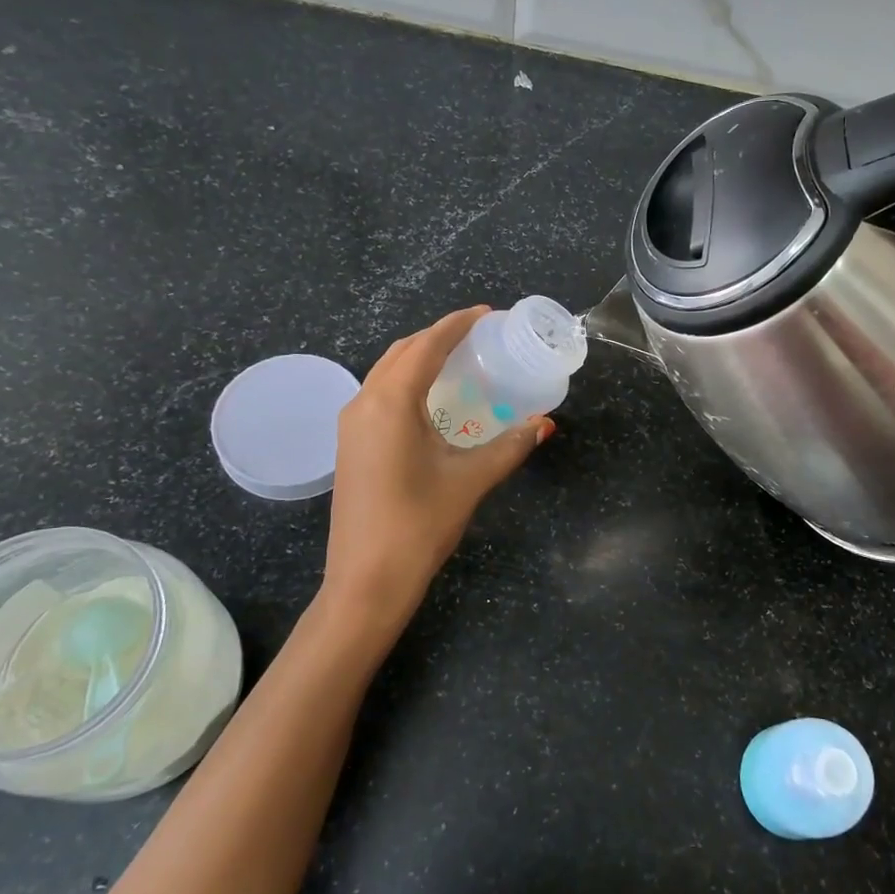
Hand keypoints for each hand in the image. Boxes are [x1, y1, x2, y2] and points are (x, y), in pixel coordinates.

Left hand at [323, 307, 551, 627]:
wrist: (366, 580)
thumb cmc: (419, 524)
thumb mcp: (471, 480)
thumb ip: (510, 446)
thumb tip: (545, 423)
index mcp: (390, 402)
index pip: (426, 346)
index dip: (457, 325)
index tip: (487, 313)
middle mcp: (363, 402)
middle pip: (402, 352)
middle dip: (438, 337)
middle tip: (478, 336)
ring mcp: (350, 425)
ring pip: (386, 373)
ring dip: (420, 358)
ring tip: (458, 360)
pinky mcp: (349, 445)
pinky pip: (379, 395)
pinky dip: (407, 382)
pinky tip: (432, 400)